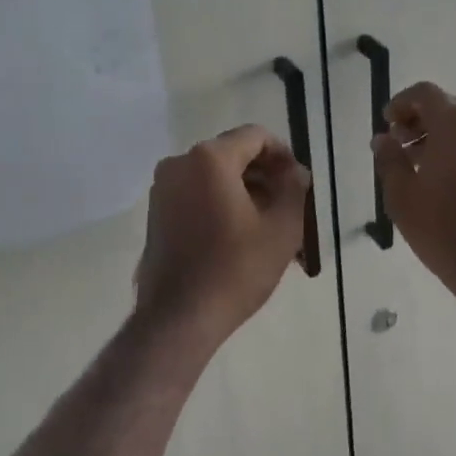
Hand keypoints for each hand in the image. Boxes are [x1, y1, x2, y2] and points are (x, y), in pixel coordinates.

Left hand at [134, 124, 311, 343]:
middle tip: (290, 207)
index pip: (256, 136)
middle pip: (234, 155)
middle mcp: (180, 164)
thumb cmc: (236, 269)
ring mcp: (163, 189)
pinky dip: (223, 205)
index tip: (299, 183)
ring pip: (216, 178)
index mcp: (210, 159)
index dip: (284, 155)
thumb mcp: (282, 227)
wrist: (179, 318)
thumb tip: (296, 172)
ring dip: (247, 193)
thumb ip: (295, 188)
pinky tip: (244, 237)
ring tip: (271, 227)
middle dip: (266, 177)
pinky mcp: (157, 214)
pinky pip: (198, 195)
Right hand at [371, 82, 455, 308]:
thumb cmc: (445, 230)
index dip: (401, 103)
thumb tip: (384, 140)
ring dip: (442, 136)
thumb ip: (389, 159)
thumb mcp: (402, 196)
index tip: (387, 124)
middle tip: (400, 145)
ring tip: (422, 165)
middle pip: (449, 107)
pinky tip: (449, 179)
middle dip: (421, 121)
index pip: (425, 93)